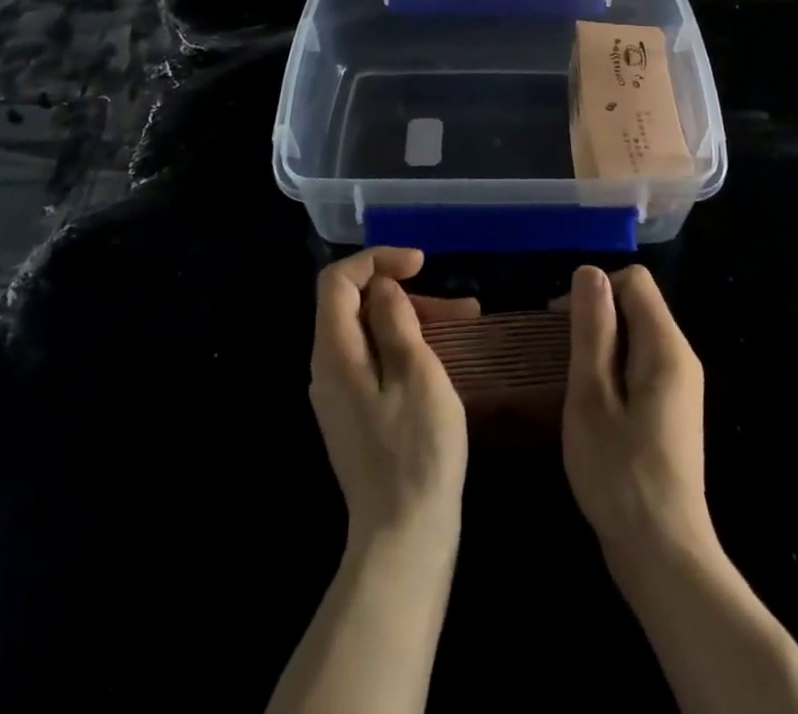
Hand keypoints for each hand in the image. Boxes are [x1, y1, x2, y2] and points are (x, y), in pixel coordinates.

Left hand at [309, 248, 471, 545]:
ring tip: (469, 322)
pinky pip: (378, 361)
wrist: (404, 538)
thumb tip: (382, 287)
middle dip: (407, 293)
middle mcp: (328, 368)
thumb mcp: (415, 372)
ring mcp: (342, 394)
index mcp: (334, 353)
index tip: (421, 264)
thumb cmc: (416, 450)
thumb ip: (394, 320)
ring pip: (372, 333)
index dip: (377, 260)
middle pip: (357, 305)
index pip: (338, 281)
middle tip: (460, 307)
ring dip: (416, 320)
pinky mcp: (359, 414)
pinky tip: (447, 355)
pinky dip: (410, 347)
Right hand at [562, 264, 713, 558]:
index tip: (560, 323)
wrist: (664, 555)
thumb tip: (589, 272)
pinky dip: (613, 367)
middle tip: (559, 354)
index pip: (634, 281)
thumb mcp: (592, 396)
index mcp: (666, 346)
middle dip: (596, 316)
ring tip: (570, 378)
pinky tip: (592, 402)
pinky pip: (641, 363)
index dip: (595, 290)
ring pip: (637, 334)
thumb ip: (593, 330)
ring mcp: (680, 385)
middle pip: (637, 304)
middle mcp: (681, 357)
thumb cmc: (620, 473)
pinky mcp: (673, 410)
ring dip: (602, 343)